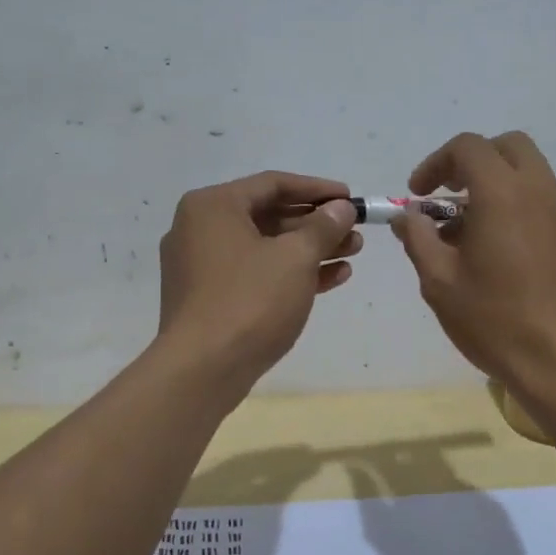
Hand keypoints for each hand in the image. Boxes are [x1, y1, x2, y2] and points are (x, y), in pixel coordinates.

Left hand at [156, 171, 360, 386]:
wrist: (203, 370)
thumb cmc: (250, 300)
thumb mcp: (295, 258)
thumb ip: (322, 227)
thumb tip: (341, 208)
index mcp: (212, 207)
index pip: (273, 184)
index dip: (317, 189)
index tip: (350, 198)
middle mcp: (200, 229)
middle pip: (269, 215)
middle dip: (316, 224)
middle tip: (355, 231)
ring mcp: (201, 266)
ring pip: (265, 247)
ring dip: (309, 249)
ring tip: (353, 253)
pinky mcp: (208, 298)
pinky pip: (255, 274)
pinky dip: (289, 274)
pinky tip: (332, 279)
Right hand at [392, 132, 555, 393]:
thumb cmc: (497, 322)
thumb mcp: (440, 283)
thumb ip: (419, 240)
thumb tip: (408, 217)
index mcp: (503, 193)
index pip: (468, 147)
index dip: (436, 163)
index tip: (418, 194)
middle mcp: (541, 191)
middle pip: (508, 147)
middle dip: (473, 162)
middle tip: (449, 197)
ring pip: (530, 175)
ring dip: (497, 187)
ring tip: (469, 236)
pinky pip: (545, 204)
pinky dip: (519, 209)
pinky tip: (502, 257)